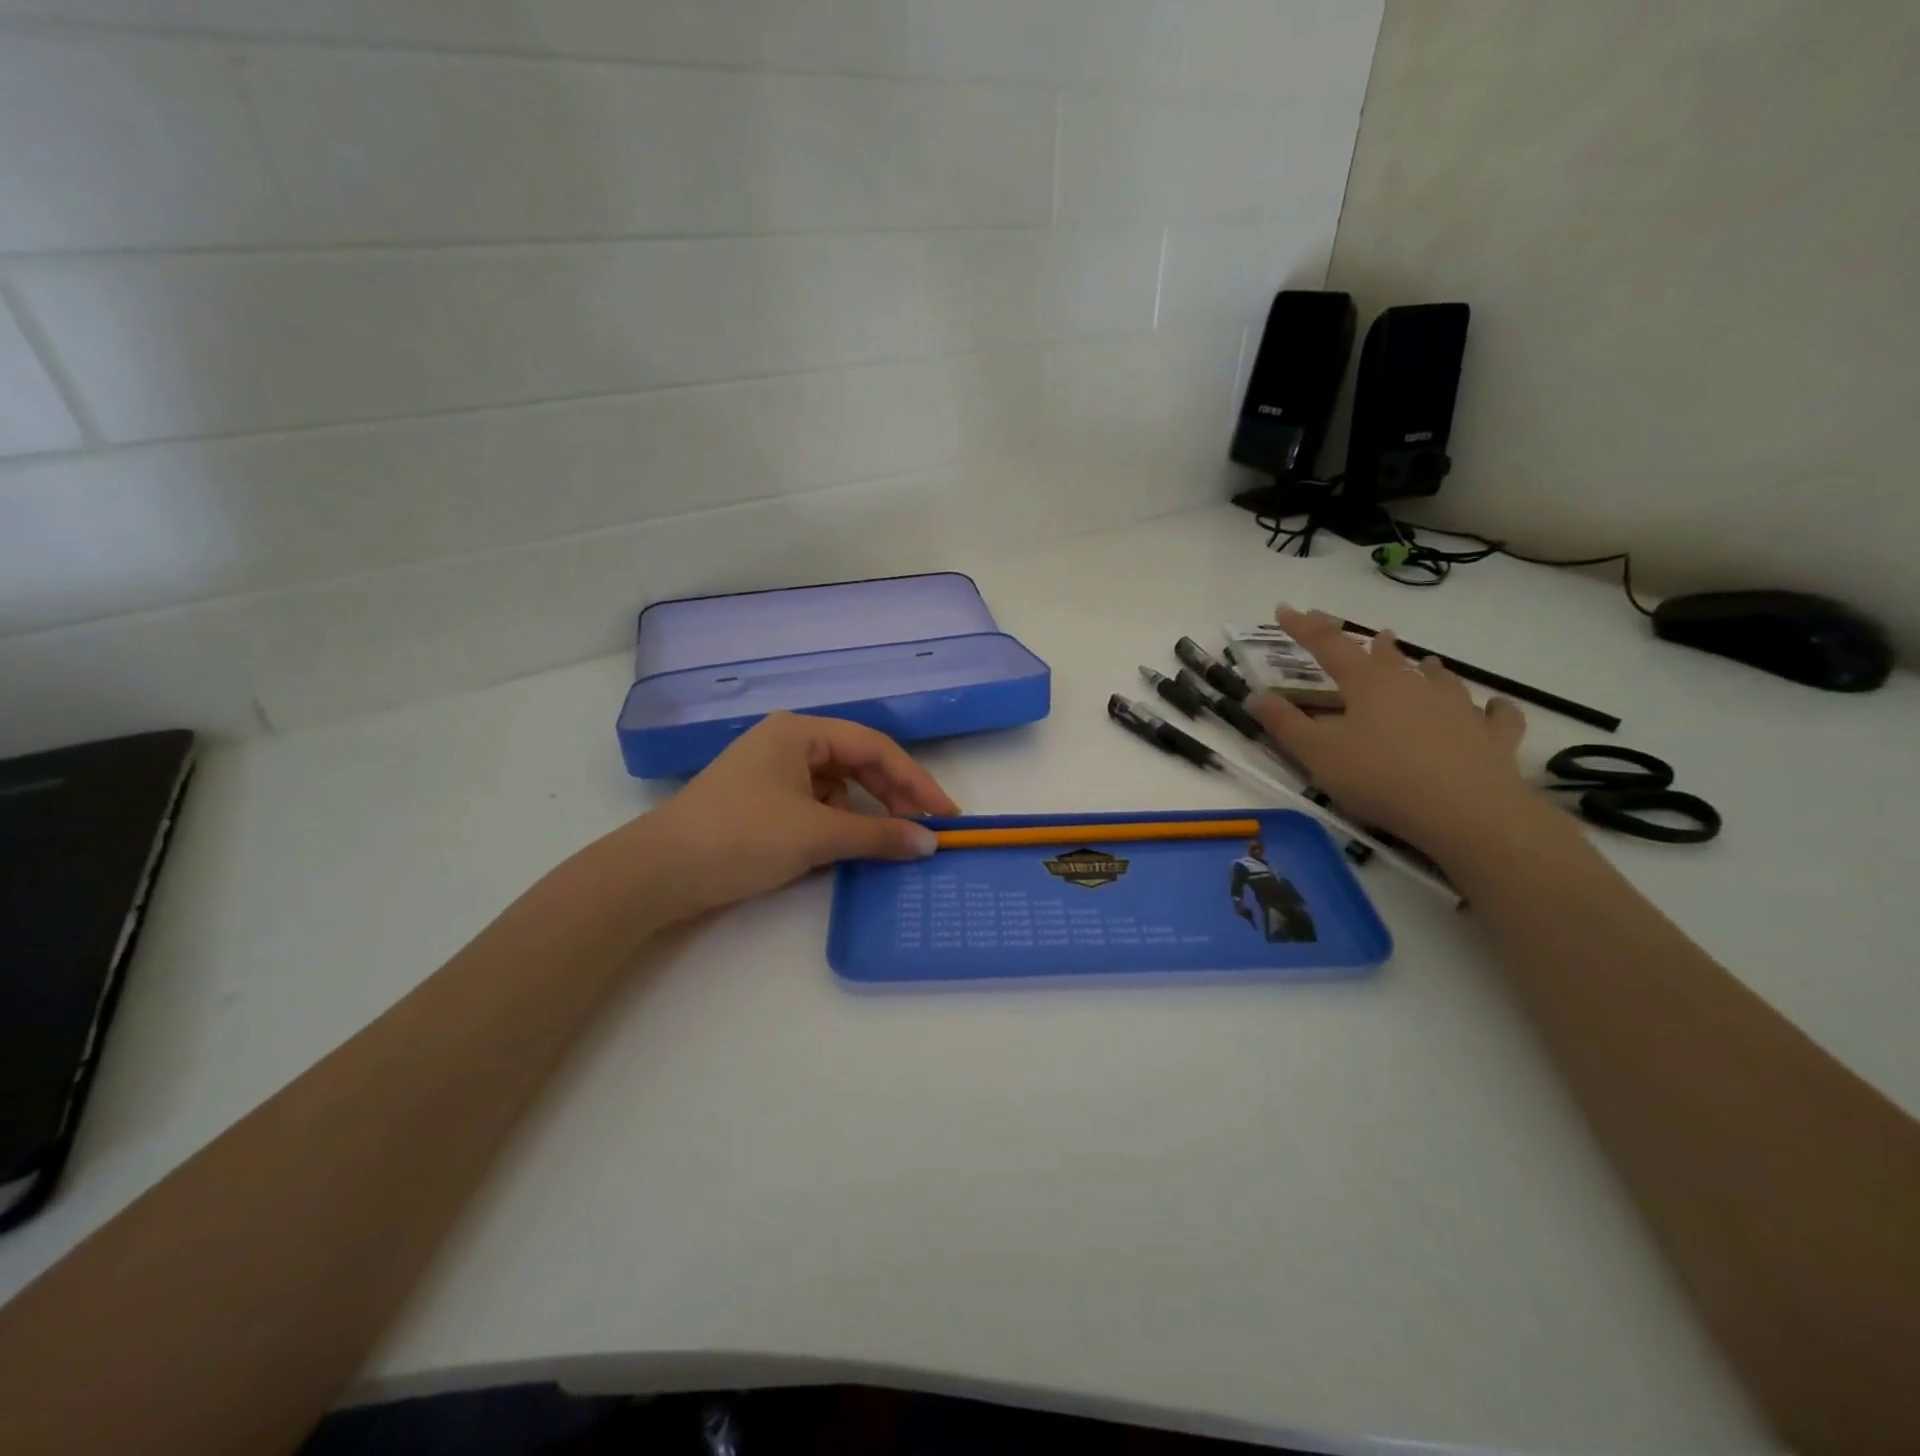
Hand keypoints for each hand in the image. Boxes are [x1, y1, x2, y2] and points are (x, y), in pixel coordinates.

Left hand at [633, 712, 957, 919]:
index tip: (945, 815)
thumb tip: (930, 845)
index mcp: (800, 731)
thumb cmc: (741, 837)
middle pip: (857, 763)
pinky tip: (846, 847)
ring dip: (865, 812)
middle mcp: (788, 742)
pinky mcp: (761, 802)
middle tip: (926, 830)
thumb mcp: (816, 835)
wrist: (658, 872)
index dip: (915, 781)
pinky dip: (837, 824)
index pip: (874, 748)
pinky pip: (815, 805)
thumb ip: (878, 836)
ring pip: (837, 787)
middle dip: (893, 796)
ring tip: (888, 842)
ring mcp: (772, 772)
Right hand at [1250, 607, 1540, 858]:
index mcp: (1368, 685)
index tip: (1286, 609)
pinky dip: (1492, 709)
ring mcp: (1458, 708)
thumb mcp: (1317, 755)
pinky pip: (1495, 715)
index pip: (1329, 646)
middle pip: (1388, 657)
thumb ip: (1284, 724)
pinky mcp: (1491, 736)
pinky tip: (1494, 708)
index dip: (1304, 627)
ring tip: (1426, 662)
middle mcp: (1413, 685)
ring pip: (1440, 679)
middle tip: (1370, 636)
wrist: (1466, 811)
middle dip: (1372, 645)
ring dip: (1427, 669)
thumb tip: (1254, 695)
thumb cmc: (1380, 779)